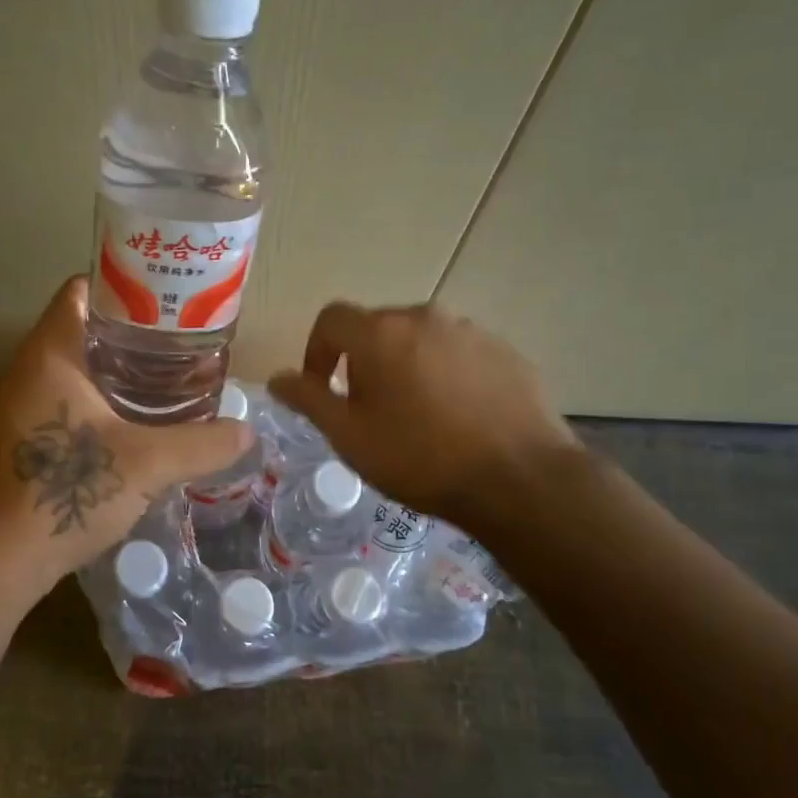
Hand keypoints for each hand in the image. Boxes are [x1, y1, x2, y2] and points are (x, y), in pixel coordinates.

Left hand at [0, 276, 253, 608]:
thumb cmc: (67, 491)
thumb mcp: (147, 464)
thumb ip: (202, 444)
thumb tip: (247, 432)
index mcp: (50, 353)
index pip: (82, 289)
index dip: (125, 283)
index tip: (167, 298)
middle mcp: (27, 368)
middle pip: (82, 326)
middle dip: (130, 330)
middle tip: (180, 340)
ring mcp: (18, 404)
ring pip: (73, 365)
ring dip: (114, 367)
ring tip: (165, 377)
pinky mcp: (19, 437)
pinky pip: (62, 398)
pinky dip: (97, 398)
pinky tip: (131, 421)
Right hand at [267, 301, 580, 534]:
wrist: (520, 480)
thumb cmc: (420, 458)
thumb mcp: (349, 436)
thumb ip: (308, 400)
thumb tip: (277, 378)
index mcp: (380, 332)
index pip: (332, 318)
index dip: (317, 350)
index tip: (323, 388)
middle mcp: (425, 317)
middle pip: (378, 328)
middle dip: (364, 361)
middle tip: (370, 409)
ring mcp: (472, 331)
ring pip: (421, 341)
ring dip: (407, 366)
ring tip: (417, 416)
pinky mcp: (507, 352)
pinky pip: (460, 354)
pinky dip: (447, 375)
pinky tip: (459, 417)